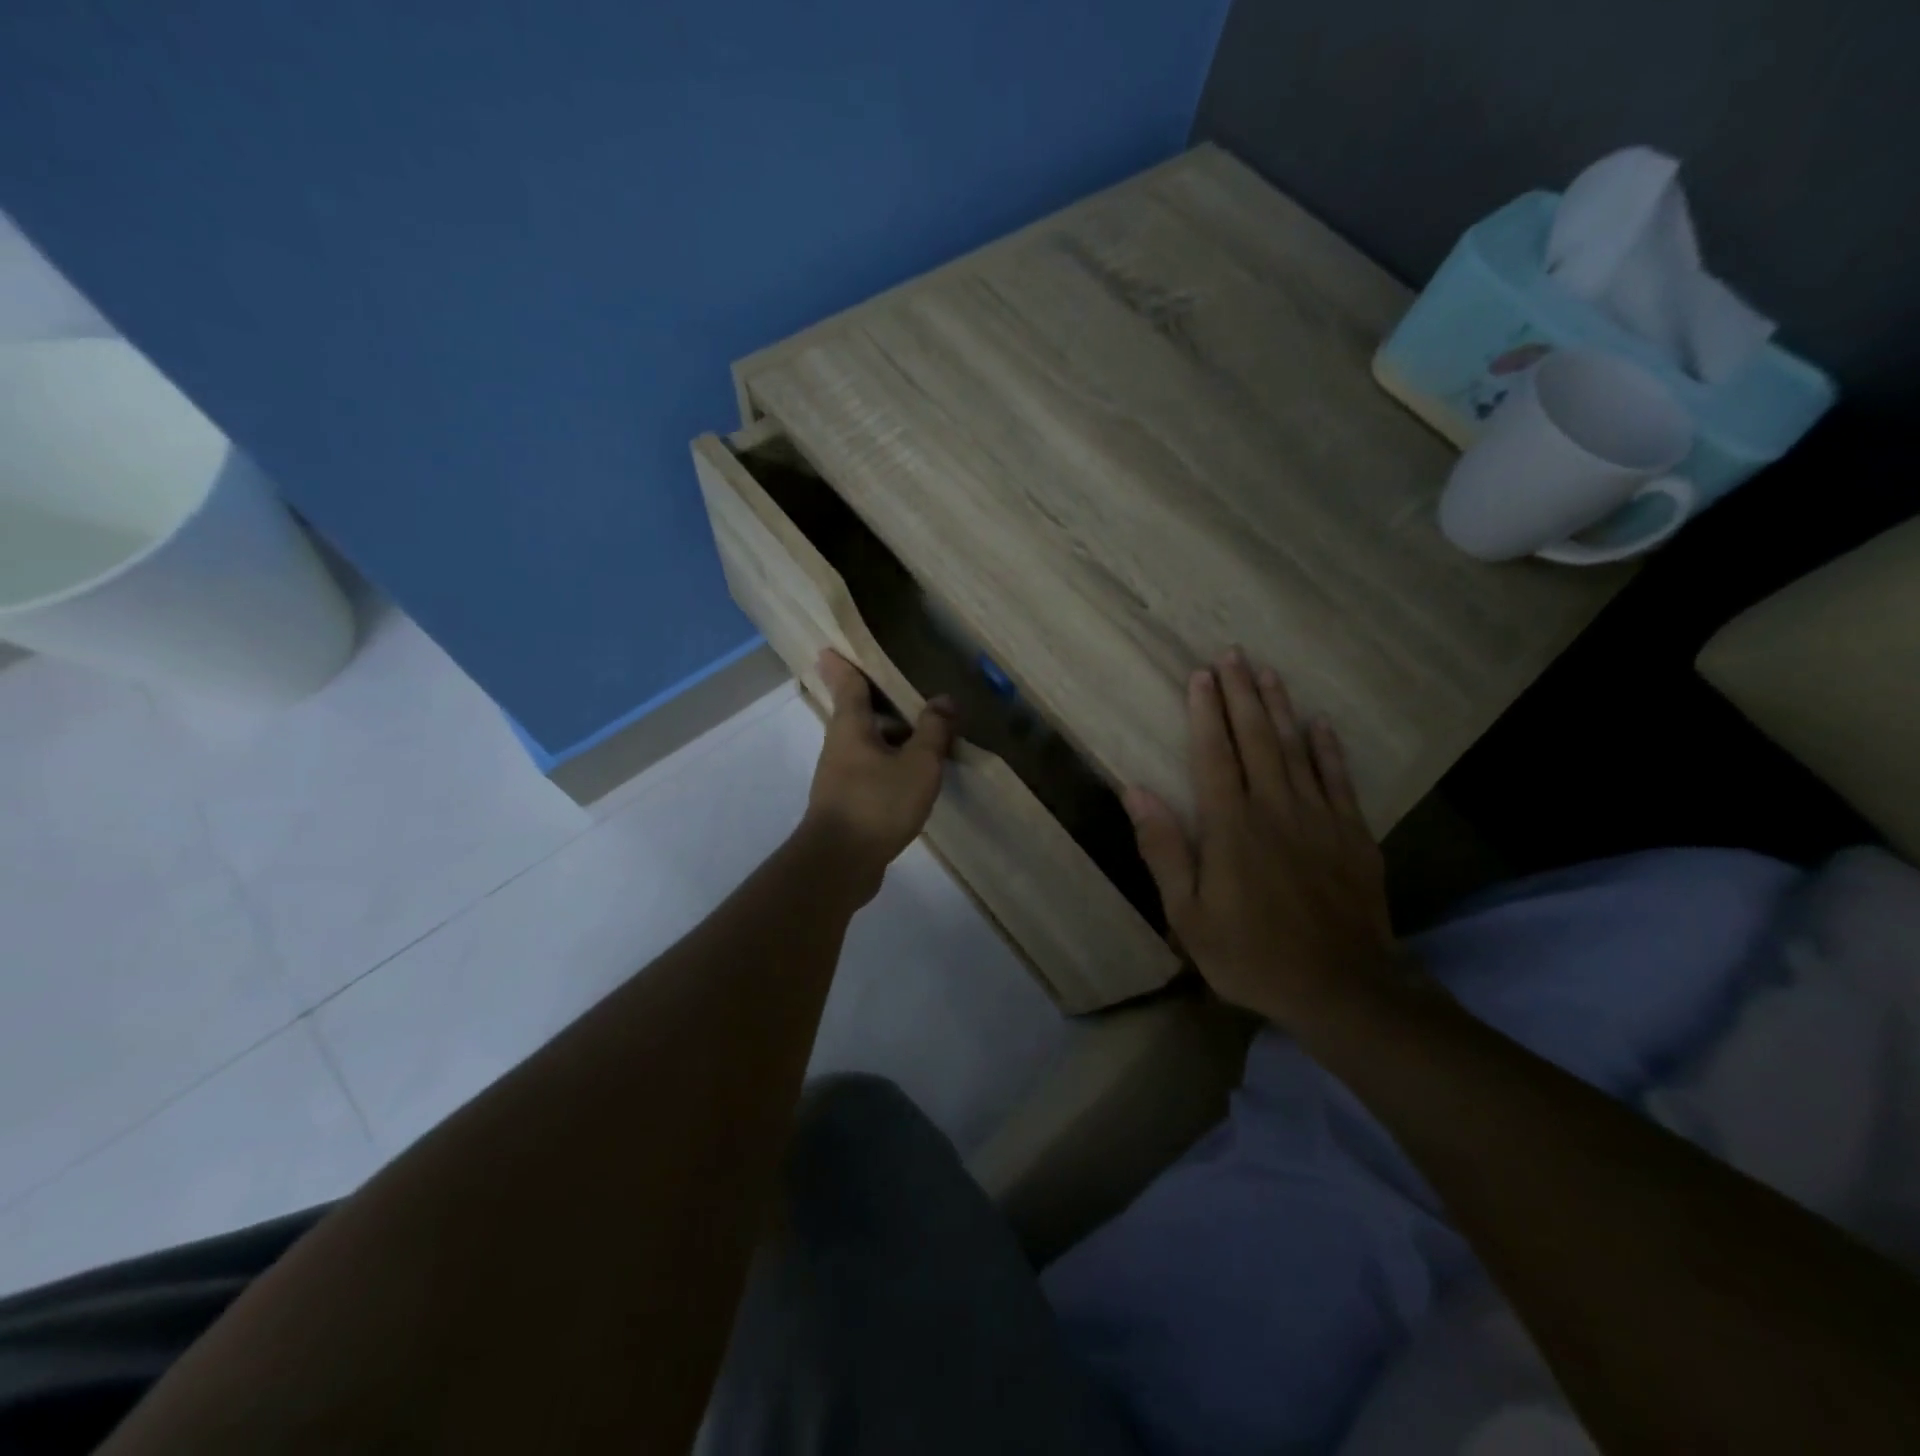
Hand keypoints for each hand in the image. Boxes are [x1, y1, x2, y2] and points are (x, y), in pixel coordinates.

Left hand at [801, 650, 955, 896]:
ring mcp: (840, 777)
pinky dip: (890, 763)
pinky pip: (871, 771)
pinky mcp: (847, 803)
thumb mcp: (918, 764)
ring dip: (889, 735)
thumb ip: (933, 731)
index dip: (842, 664)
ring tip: (921, 729)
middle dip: (875, 700)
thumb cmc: (877, 804)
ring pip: (867, 744)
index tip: (831, 647)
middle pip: (857, 714)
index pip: (847, 684)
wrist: (840, 864)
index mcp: (850, 726)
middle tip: (901, 685)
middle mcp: (840, 746)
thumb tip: (944, 699)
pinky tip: (913, 774)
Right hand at [1123, 650, 1411, 1030]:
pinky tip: (1320, 724)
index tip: (1200, 676)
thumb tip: (1135, 790)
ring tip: (1267, 672)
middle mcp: (1275, 808)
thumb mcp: (1188, 914)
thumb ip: (1163, 849)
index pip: (1214, 754)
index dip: (1205, 712)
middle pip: (1256, 738)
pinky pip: (1339, 779)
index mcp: (1231, 826)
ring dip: (1280, 707)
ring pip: (1296, 748)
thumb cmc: (1251, 954)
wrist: (1341, 988)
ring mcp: (1320, 817)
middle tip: (1232, 655)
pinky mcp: (1353, 834)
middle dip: (1241, 694)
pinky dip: (1328, 748)